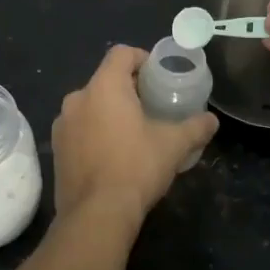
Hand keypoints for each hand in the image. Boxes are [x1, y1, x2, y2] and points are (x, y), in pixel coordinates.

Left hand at [51, 46, 218, 226]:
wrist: (96, 215)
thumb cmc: (136, 167)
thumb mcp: (173, 145)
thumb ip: (195, 127)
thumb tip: (212, 120)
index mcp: (104, 86)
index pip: (121, 53)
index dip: (141, 58)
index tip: (157, 75)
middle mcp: (77, 98)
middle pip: (105, 79)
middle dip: (128, 89)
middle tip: (151, 105)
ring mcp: (62, 124)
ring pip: (90, 105)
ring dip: (109, 111)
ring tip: (132, 132)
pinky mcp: (56, 150)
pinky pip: (79, 129)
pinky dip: (95, 132)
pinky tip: (112, 154)